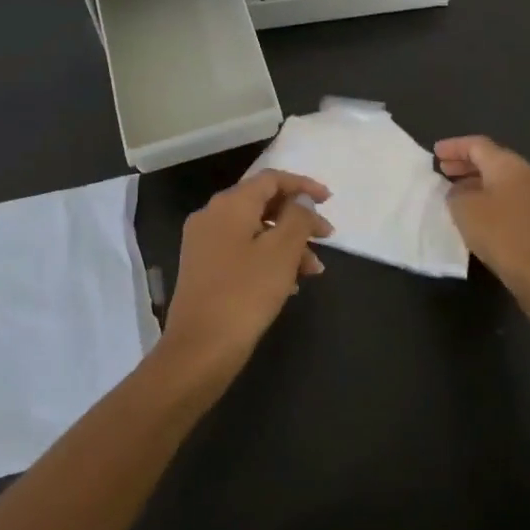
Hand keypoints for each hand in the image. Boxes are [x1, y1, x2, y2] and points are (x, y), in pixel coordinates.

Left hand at [160, 169, 332, 378]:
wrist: (199, 349)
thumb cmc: (245, 293)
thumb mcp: (282, 252)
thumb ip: (297, 217)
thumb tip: (300, 200)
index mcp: (230, 204)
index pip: (271, 179)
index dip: (303, 186)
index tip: (329, 201)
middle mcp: (212, 215)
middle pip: (263, 204)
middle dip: (298, 219)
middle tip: (326, 238)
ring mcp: (203, 243)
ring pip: (254, 230)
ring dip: (286, 244)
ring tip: (313, 270)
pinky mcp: (202, 269)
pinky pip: (242, 250)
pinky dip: (268, 259)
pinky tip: (289, 284)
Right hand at [435, 136, 529, 308]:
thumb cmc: (502, 235)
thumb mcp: (464, 210)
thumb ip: (456, 193)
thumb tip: (461, 192)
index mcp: (510, 165)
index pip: (478, 145)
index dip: (454, 146)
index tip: (435, 153)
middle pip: (494, 160)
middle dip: (467, 164)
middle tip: (444, 171)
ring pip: (506, 181)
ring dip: (480, 183)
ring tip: (458, 194)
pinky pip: (516, 199)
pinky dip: (495, 199)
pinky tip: (483, 215)